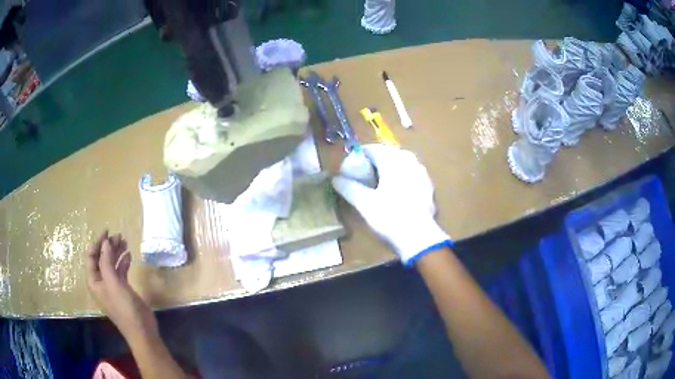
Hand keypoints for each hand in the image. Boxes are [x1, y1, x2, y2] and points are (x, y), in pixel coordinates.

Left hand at [86, 230, 157, 340]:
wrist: (141, 330)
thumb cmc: (124, 307)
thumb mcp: (113, 283)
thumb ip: (107, 262)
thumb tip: (105, 243)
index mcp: (94, 281)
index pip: (91, 256)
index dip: (97, 243)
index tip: (107, 231)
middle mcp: (101, 281)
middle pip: (101, 258)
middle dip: (108, 246)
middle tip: (119, 236)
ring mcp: (112, 285)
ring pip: (111, 263)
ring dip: (117, 252)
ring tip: (125, 241)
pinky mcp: (123, 289)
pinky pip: (120, 270)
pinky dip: (123, 262)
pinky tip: (129, 255)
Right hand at [332, 144, 450, 264]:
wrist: (419, 236)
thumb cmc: (390, 216)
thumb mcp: (364, 203)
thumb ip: (348, 188)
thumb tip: (335, 179)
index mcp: (392, 160)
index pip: (372, 149)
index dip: (359, 155)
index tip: (351, 166)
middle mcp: (408, 160)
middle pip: (388, 153)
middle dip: (375, 160)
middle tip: (364, 173)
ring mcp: (421, 172)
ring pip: (402, 161)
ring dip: (389, 166)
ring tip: (379, 180)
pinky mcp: (428, 185)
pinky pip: (411, 172)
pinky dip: (401, 175)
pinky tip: (397, 190)